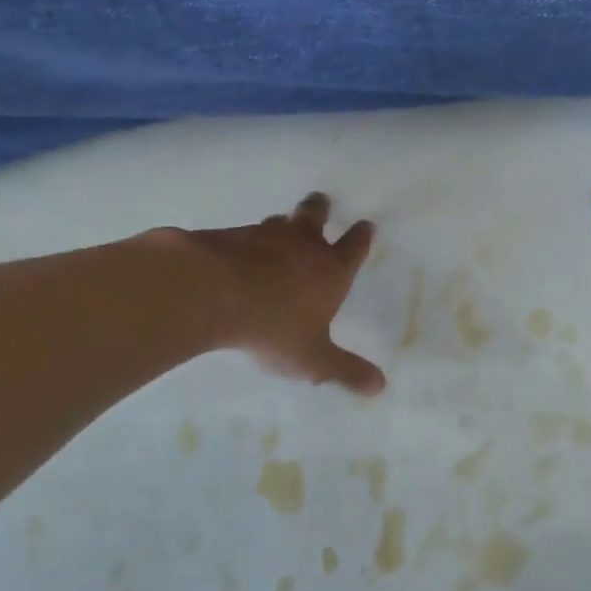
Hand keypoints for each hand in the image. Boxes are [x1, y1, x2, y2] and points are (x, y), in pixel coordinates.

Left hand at [152, 193, 385, 393]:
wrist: (210, 293)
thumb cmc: (273, 326)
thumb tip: (380, 387)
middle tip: (321, 203)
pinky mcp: (228, 236)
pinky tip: (237, 252)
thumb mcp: (312, 359)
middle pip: (316, 214)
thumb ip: (345, 371)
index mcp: (331, 269)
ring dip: (282, 224)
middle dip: (321, 208)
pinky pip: (243, 234)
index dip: (362, 235)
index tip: (367, 224)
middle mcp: (302, 244)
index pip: (355, 246)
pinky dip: (246, 241)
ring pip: (279, 222)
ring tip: (279, 228)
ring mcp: (264, 236)